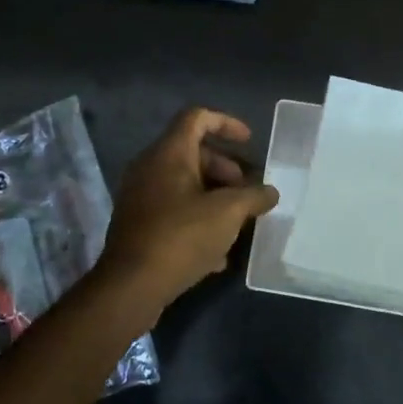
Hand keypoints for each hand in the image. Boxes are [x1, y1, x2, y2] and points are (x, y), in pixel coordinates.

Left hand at [93, 107, 279, 315]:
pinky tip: (218, 252)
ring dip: (214, 196)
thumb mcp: (228, 213)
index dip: (227, 123)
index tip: (250, 142)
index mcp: (169, 153)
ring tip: (237, 222)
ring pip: (183, 184)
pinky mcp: (138, 224)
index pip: (197, 117)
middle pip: (192, 152)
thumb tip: (270, 192)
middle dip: (225, 168)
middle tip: (246, 191)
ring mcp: (140, 196)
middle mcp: (150, 167)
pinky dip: (198, 218)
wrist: (132, 285)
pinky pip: (173, 210)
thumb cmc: (182, 236)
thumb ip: (254, 196)